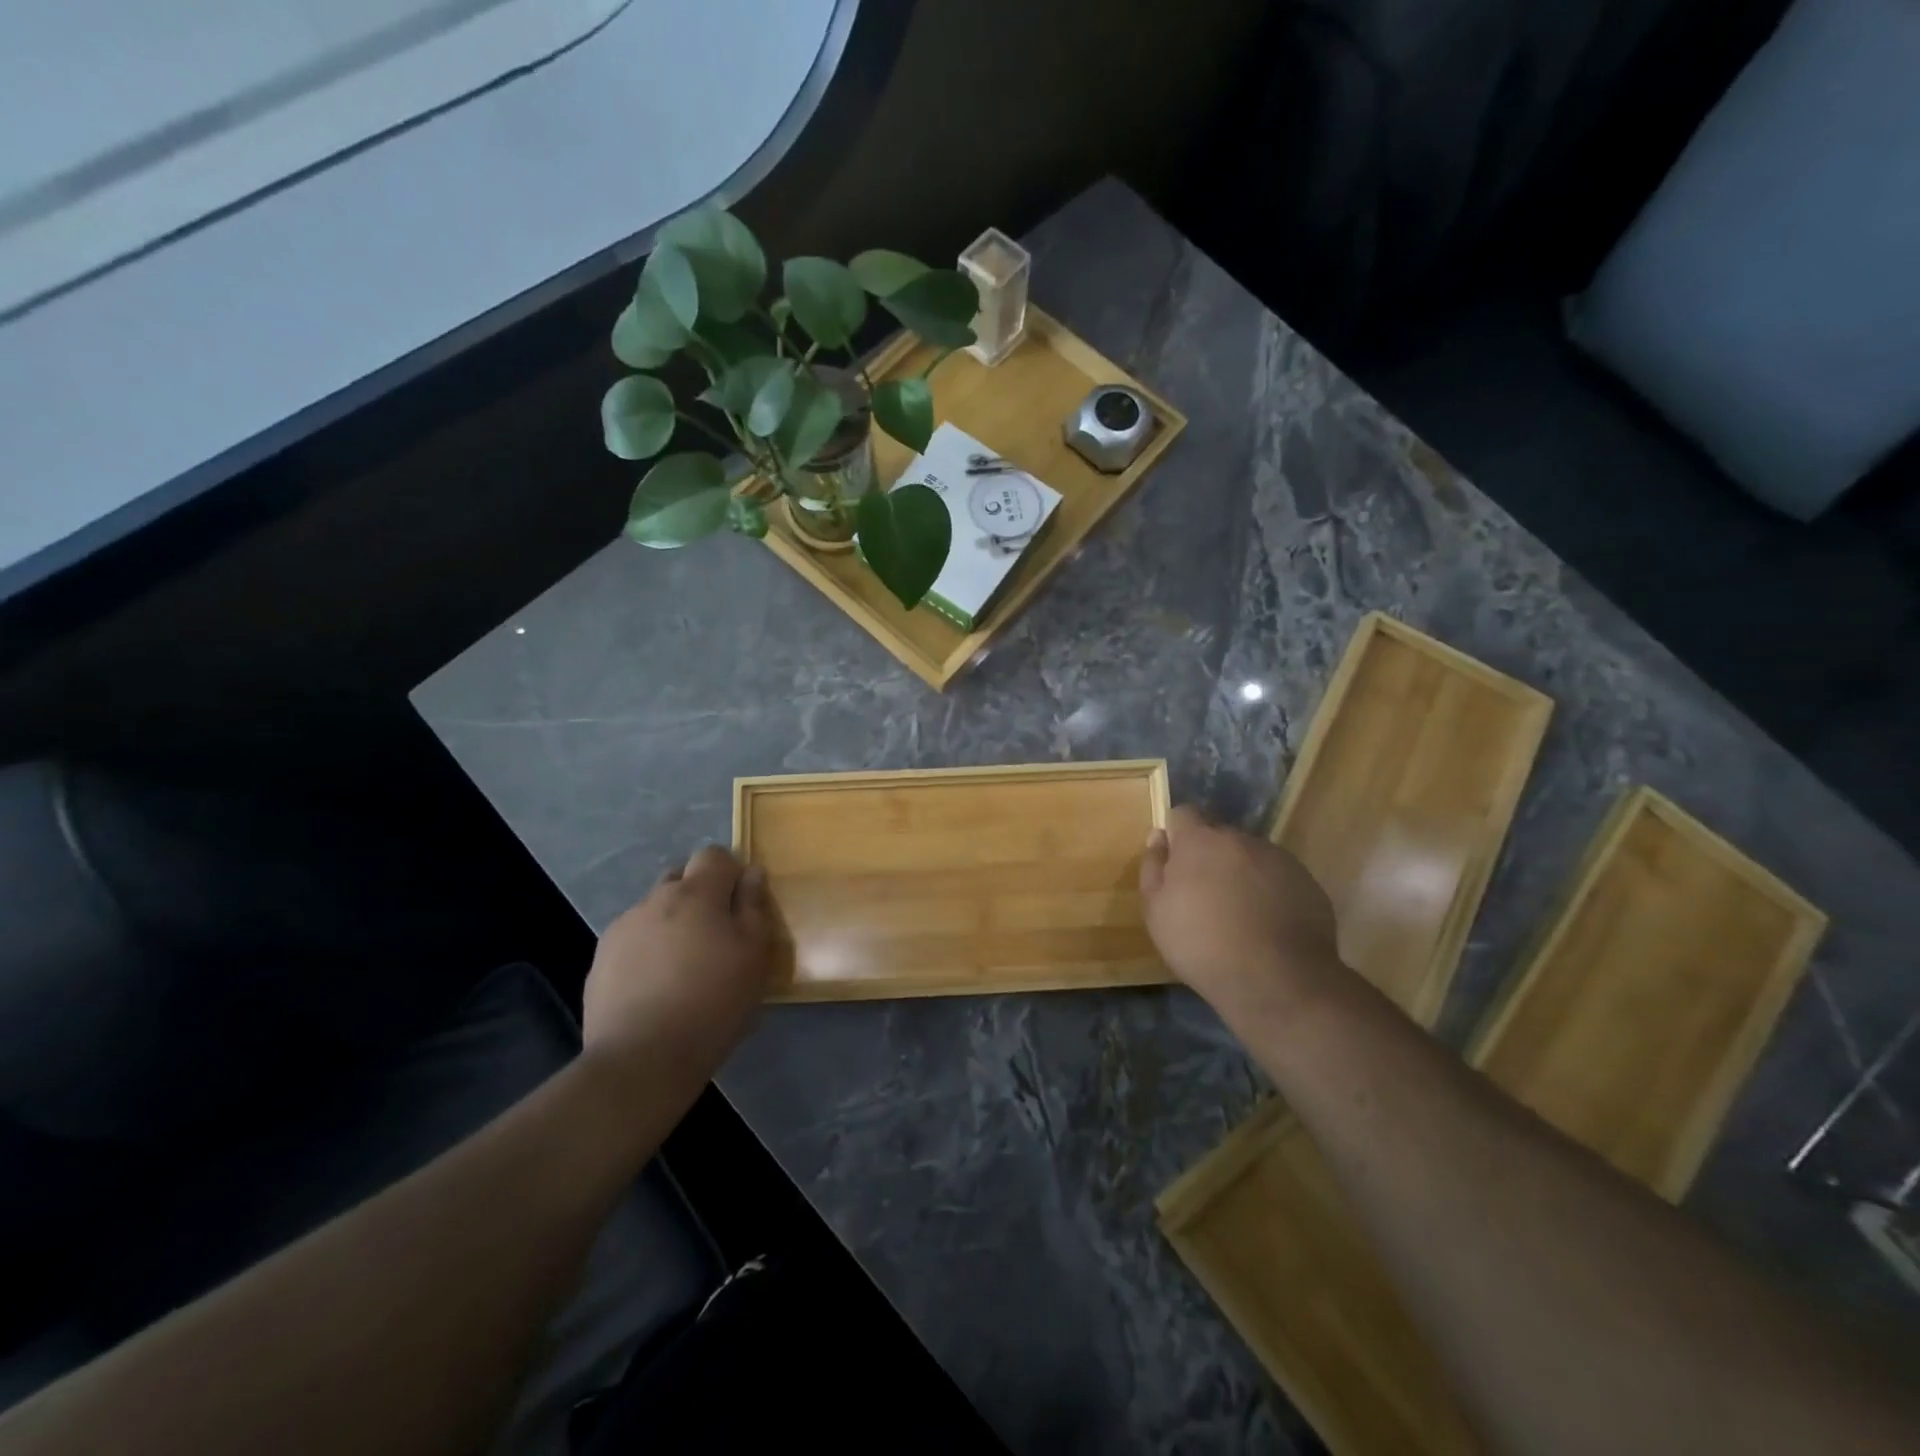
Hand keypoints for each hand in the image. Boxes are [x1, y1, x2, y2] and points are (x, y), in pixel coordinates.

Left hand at [582, 846, 775, 1083]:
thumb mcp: (754, 955)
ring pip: (655, 910)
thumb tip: (751, 874)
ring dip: (672, 923)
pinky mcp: (601, 960)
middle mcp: (654, 899)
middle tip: (716, 935)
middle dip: (700, 894)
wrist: (641, 1060)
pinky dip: (649, 950)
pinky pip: (634, 939)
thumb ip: (754, 907)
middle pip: (681, 877)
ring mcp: (622, 929)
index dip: (731, 872)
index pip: (714, 855)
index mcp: (695, 893)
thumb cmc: (713, 1003)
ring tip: (684, 967)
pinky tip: (657, 986)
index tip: (741, 904)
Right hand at [1139, 805, 1346, 1023]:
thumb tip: (1158, 837)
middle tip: (1206, 897)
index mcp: (1199, 841)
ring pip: (1251, 856)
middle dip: (1211, 857)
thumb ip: (1152, 867)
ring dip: (1242, 874)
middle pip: (1220, 836)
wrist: (1276, 979)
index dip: (1178, 835)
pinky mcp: (1307, 882)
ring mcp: (1278, 859)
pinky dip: (1271, 892)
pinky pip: (1279, 877)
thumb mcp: (1156, 911)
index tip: (1176, 863)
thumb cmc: (1201, 944)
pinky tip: (1268, 926)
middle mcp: (1241, 839)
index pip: (1184, 814)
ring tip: (1241, 915)